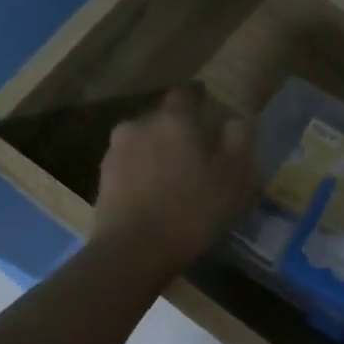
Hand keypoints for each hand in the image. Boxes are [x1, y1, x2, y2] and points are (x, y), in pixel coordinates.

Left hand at [90, 85, 257, 274]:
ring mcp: (116, 151)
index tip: (212, 113)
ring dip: (160, 152)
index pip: (187, 93)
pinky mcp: (103, 178)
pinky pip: (131, 166)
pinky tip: (156, 195)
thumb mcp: (234, 177)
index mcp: (174, 119)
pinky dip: (144, 173)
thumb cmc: (193, 209)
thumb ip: (240, 140)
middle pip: (164, 119)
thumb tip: (237, 119)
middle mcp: (140, 124)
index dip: (201, 100)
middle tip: (199, 154)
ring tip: (176, 179)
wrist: (134, 250)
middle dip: (180, 131)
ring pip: (145, 142)